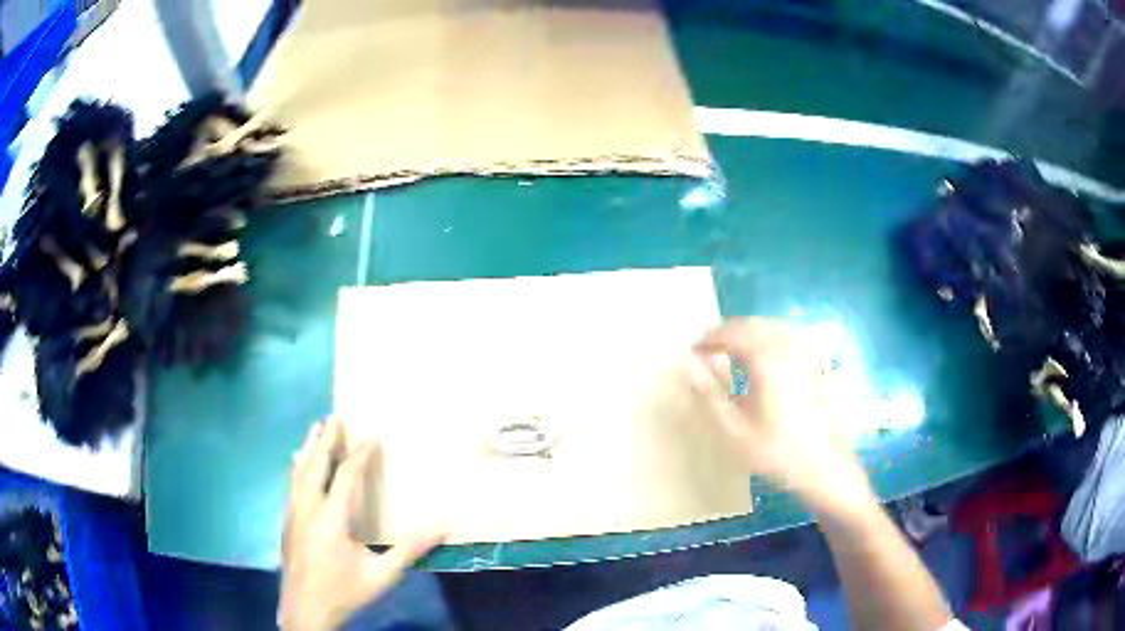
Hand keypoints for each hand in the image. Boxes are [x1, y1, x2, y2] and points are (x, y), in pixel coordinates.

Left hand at [279, 419, 445, 630]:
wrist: (305, 610)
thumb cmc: (344, 591)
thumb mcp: (382, 575)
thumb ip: (409, 550)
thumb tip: (441, 525)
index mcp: (331, 518)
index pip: (345, 477)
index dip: (359, 456)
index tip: (372, 438)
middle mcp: (308, 509)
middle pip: (315, 466)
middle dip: (325, 441)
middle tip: (333, 417)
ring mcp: (293, 514)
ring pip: (298, 473)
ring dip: (308, 450)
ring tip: (314, 429)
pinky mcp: (287, 523)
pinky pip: (292, 485)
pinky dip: (298, 468)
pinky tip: (298, 466)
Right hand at [685, 318, 875, 515]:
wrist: (823, 467)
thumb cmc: (776, 452)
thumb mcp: (735, 429)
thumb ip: (709, 393)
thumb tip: (688, 364)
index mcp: (767, 361)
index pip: (732, 334)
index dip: (709, 339)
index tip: (693, 351)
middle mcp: (787, 349)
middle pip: (753, 325)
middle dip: (727, 332)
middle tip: (708, 350)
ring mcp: (805, 354)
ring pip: (771, 328)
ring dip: (748, 333)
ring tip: (730, 352)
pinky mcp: (815, 365)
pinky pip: (788, 338)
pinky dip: (768, 339)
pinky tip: (764, 357)